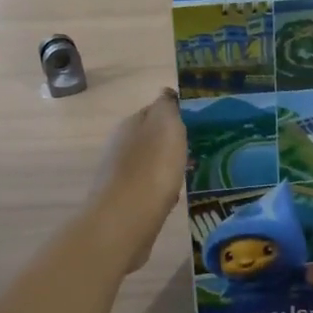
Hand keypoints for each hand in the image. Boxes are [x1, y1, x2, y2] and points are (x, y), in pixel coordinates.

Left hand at [87, 89, 186, 272]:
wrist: (126, 218)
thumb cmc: (152, 167)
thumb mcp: (166, 125)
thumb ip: (167, 107)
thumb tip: (166, 93)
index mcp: (131, 124)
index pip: (154, 111)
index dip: (173, 115)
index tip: (193, 124)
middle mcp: (120, 146)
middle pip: (149, 139)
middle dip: (168, 144)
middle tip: (193, 150)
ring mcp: (118, 175)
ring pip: (147, 164)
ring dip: (164, 167)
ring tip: (186, 174)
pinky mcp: (123, 201)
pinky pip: (146, 189)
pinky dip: (159, 190)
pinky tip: (171, 198)